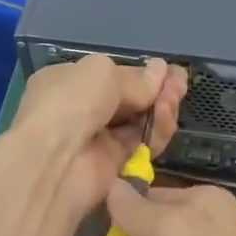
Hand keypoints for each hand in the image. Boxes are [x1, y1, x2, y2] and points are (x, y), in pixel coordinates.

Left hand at [12, 56, 186, 223]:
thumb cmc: (71, 103)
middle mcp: (80, 109)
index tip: (167, 70)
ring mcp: (97, 138)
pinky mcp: (114, 165)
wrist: (55, 162)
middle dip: (156, 89)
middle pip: (128, 98)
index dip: (139, 73)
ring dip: (160, 107)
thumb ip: (135, 78)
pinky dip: (157, 131)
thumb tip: (160, 72)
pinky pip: (142, 144)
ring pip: (138, 120)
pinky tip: (167, 116)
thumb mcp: (102, 72)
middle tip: (181, 82)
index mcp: (67, 81)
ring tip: (176, 96)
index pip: (110, 75)